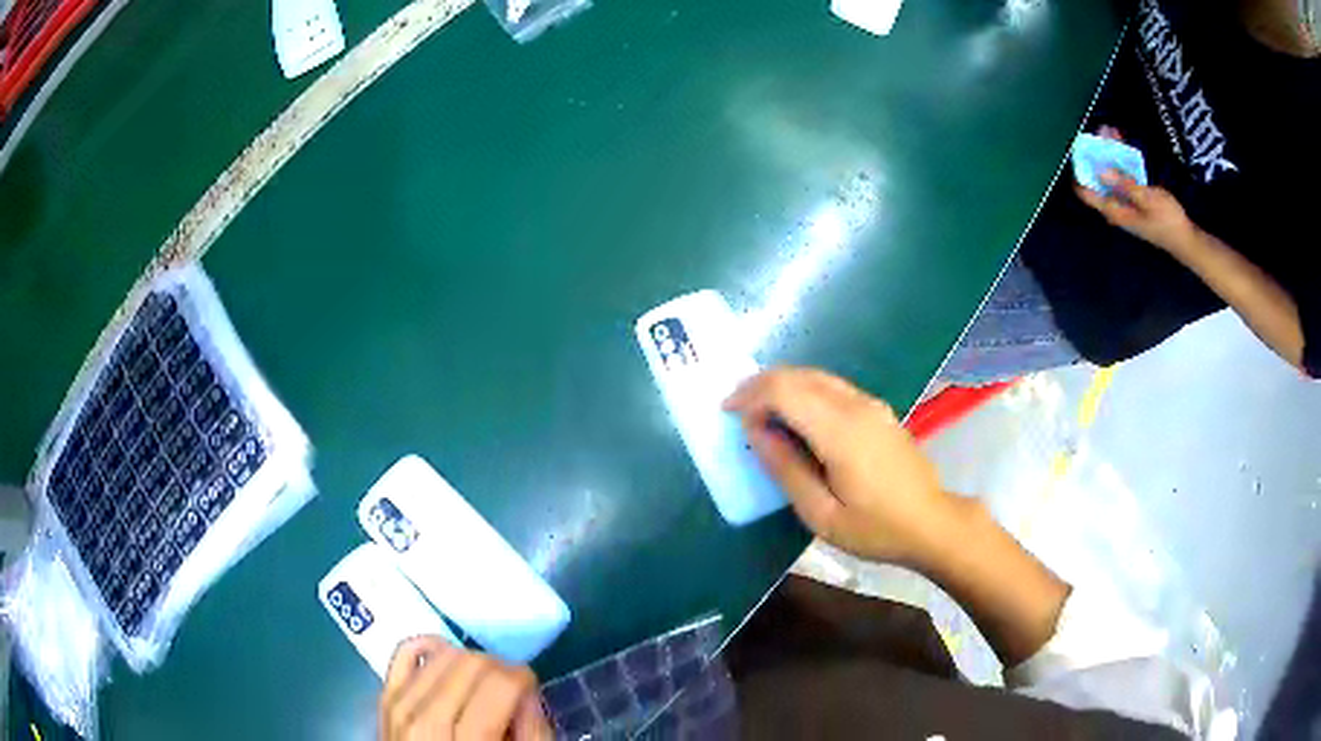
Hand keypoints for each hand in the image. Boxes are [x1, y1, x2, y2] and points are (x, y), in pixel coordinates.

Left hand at [379, 637, 550, 740]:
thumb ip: (533, 732)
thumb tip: (527, 690)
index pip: (499, 684)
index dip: (523, 679)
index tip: (530, 690)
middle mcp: (427, 723)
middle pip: (471, 665)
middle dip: (500, 668)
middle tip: (511, 688)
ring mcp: (399, 708)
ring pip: (442, 654)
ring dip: (470, 661)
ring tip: (482, 684)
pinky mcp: (384, 698)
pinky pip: (404, 652)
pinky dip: (429, 646)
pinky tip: (448, 657)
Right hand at [724, 367, 956, 566]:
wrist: (932, 523)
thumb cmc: (876, 529)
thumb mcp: (822, 514)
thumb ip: (786, 469)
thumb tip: (756, 432)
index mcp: (841, 431)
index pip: (785, 391)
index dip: (750, 395)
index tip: (727, 413)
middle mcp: (856, 406)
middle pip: (798, 375)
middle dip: (761, 385)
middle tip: (735, 408)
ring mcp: (871, 404)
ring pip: (816, 376)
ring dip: (782, 385)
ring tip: (758, 411)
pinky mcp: (878, 410)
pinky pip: (832, 387)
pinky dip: (804, 391)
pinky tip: (795, 415)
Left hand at [1074, 127, 1196, 253]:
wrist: (1186, 238)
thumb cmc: (1168, 220)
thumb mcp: (1147, 199)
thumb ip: (1124, 185)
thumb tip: (1101, 171)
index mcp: (1116, 212)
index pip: (1087, 194)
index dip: (1080, 171)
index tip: (1079, 150)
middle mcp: (1117, 209)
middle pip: (1099, 180)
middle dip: (1097, 156)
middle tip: (1098, 133)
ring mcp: (1126, 204)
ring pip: (1111, 176)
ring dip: (1110, 155)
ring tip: (1109, 131)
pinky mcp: (1135, 200)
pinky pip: (1123, 177)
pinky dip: (1122, 162)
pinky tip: (1122, 144)